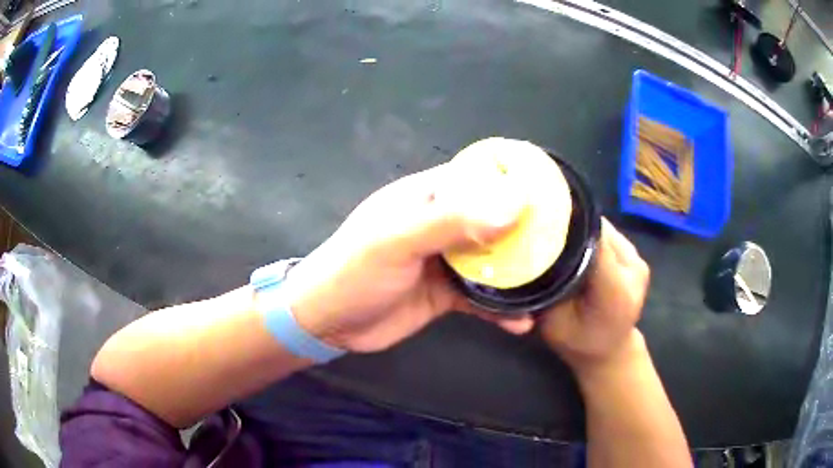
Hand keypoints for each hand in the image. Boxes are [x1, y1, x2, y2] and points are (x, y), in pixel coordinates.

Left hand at [280, 163, 535, 352]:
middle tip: (563, 244)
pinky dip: (502, 309)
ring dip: (519, 274)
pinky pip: (482, 298)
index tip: (555, 192)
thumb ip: (451, 222)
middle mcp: (443, 223)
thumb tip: (513, 203)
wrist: (328, 322)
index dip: (515, 179)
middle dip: (527, 231)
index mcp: (429, 196)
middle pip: (495, 219)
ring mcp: (446, 260)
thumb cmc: (354, 271)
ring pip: (493, 260)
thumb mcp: (398, 241)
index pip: (480, 176)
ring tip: (552, 285)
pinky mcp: (446, 294)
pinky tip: (523, 323)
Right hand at [539, 219, 649, 372]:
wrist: (611, 352)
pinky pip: (610, 237)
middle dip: (571, 227)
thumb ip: (549, 287)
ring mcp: (639, 263)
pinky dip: (593, 238)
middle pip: (598, 231)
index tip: (539, 221)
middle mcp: (632, 270)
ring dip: (582, 231)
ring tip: (561, 238)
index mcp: (614, 290)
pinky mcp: (639, 258)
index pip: (591, 241)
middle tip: (544, 230)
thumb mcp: (553, 321)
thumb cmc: (577, 342)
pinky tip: (580, 248)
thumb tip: (536, 248)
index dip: (566, 227)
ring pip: (604, 229)